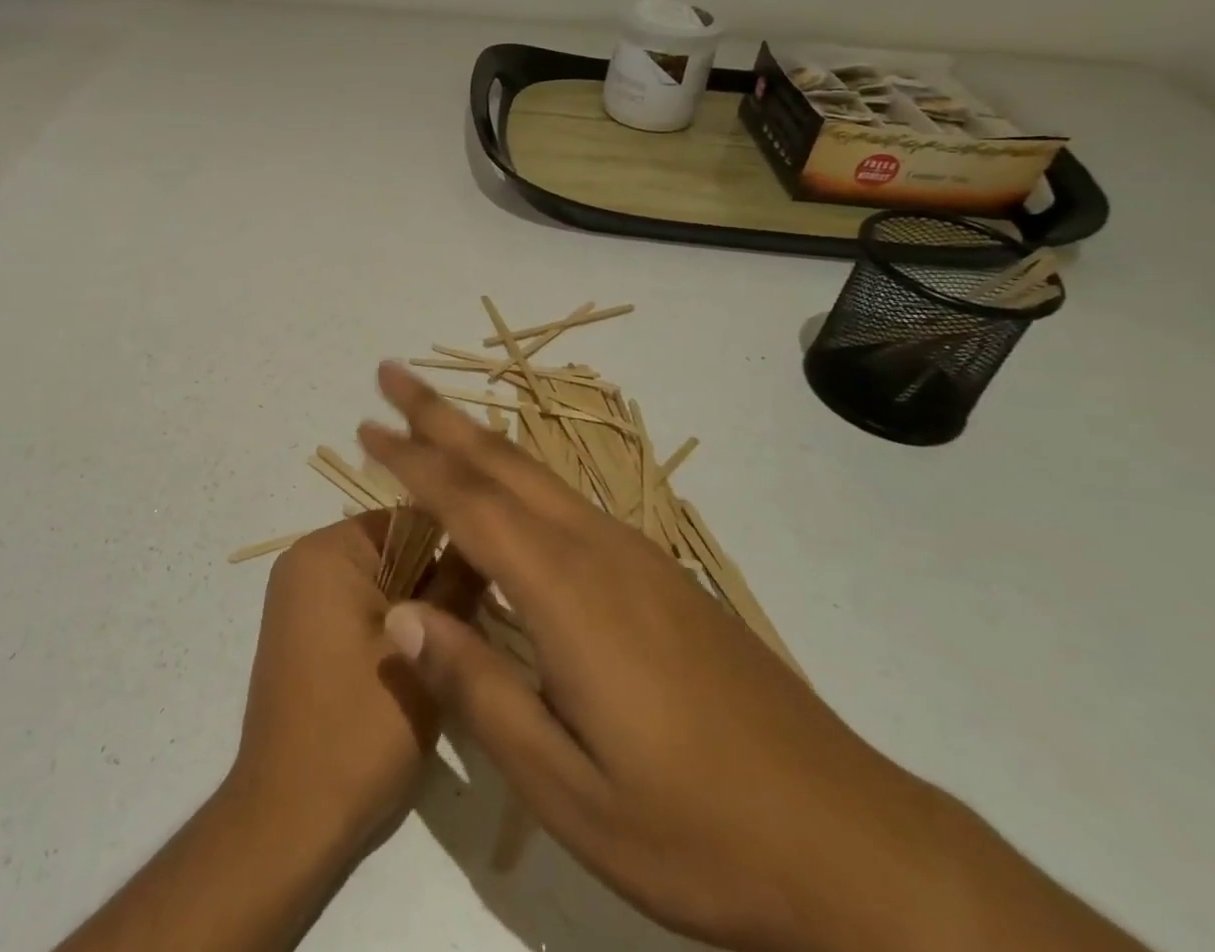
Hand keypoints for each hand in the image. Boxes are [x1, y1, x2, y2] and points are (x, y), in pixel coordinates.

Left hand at [229, 512, 480, 861]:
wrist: (288, 819)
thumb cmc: (358, 727)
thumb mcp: (422, 653)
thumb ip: (456, 587)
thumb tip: (485, 540)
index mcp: (326, 550)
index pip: (408, 518)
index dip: (453, 545)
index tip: (490, 581)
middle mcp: (304, 560)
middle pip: (393, 548)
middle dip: (435, 581)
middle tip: (474, 625)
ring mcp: (298, 597)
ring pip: (380, 580)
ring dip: (417, 608)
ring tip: (449, 650)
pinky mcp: (301, 632)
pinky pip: (357, 605)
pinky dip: (390, 625)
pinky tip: (416, 666)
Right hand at [358, 364, 1078, 951]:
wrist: (848, 841)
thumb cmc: (695, 829)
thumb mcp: (567, 788)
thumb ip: (477, 691)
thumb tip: (402, 616)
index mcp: (566, 592)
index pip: (468, 504)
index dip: (411, 461)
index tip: (366, 427)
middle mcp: (596, 549)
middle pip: (501, 463)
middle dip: (438, 416)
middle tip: (390, 374)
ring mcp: (635, 555)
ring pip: (536, 474)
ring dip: (476, 439)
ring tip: (432, 417)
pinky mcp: (659, 572)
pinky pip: (566, 500)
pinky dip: (516, 473)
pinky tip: (507, 488)